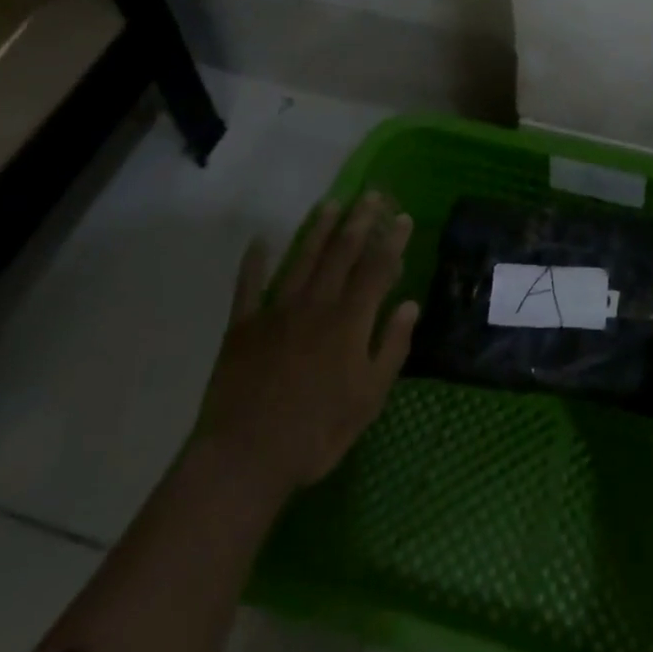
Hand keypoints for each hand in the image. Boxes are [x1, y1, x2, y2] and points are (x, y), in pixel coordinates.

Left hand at [195, 194, 419, 503]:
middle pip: (341, 253)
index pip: (376, 269)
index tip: (403, 217)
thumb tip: (410, 304)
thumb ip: (392, 347)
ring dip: (318, 229)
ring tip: (331, 203)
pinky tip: (259, 241)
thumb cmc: (317, 432)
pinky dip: (254, 262)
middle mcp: (316, 304)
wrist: (245, 457)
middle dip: (360, 221)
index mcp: (349, 321)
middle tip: (372, 194)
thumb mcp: (369, 398)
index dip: (391, 241)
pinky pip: (248, 286)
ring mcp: (276, 311)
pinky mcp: (243, 327)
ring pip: (302, 259)